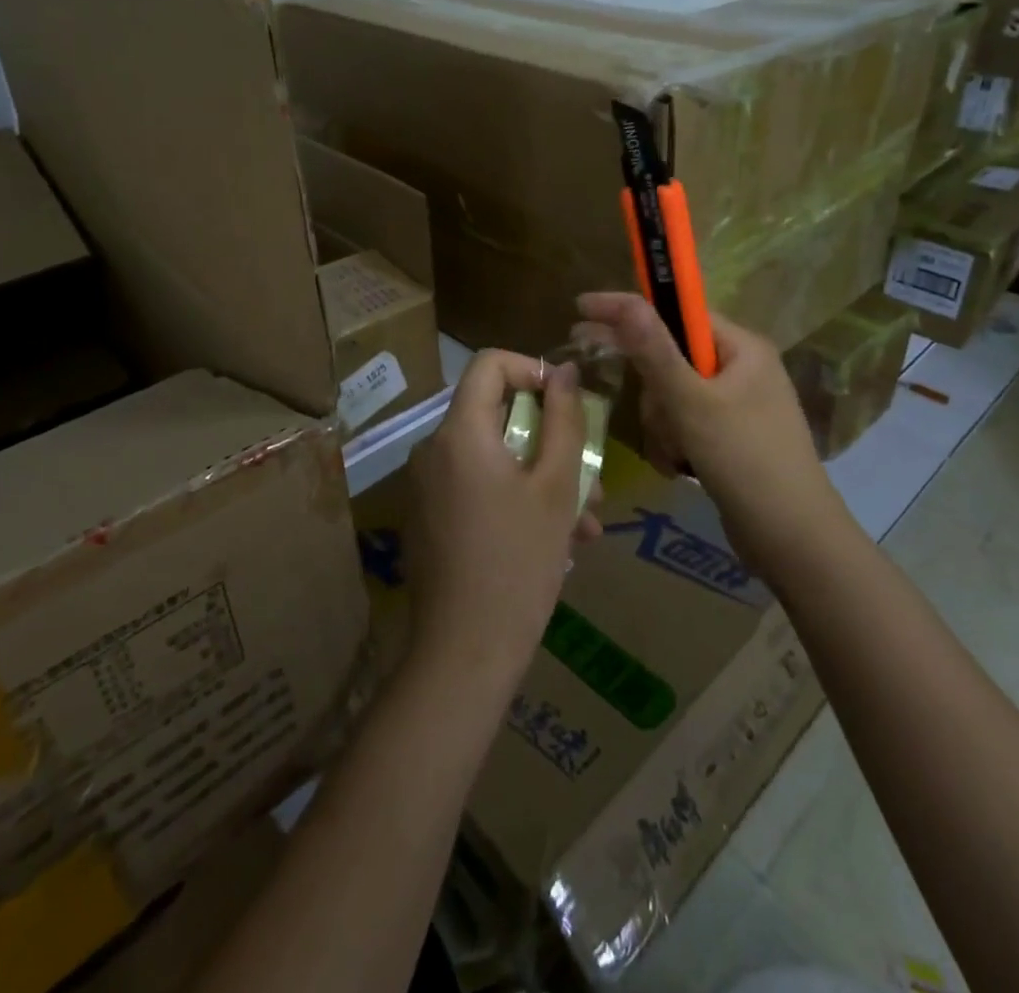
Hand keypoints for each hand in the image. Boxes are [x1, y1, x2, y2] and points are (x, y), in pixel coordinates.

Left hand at [405, 351, 600, 686]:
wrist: (464, 654)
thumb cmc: (519, 563)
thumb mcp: (556, 487)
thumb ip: (564, 420)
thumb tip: (565, 371)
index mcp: (459, 433)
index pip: (489, 364)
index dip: (532, 369)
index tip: (566, 404)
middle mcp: (433, 450)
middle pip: (496, 415)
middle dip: (550, 440)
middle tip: (591, 479)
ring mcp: (427, 487)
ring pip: (494, 458)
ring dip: (543, 478)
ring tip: (585, 523)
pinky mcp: (429, 518)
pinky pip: (477, 487)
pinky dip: (516, 499)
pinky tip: (556, 542)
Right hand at [575, 293, 830, 564]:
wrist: (793, 539)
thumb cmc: (745, 460)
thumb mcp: (692, 403)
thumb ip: (655, 352)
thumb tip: (627, 301)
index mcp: (742, 348)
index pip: (677, 312)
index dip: (631, 310)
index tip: (582, 309)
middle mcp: (741, 368)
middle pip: (671, 357)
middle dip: (656, 392)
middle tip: (653, 413)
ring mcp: (736, 404)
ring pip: (672, 395)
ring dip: (663, 424)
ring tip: (677, 453)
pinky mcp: (728, 436)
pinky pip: (684, 423)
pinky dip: (674, 442)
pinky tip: (679, 467)